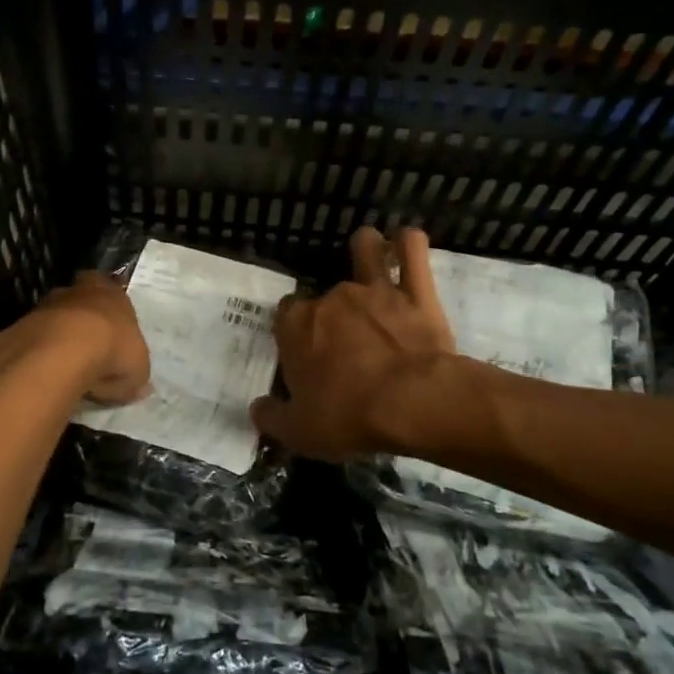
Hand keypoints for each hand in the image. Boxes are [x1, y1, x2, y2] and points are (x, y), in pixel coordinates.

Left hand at [0, 271, 149, 405]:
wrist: (61, 352)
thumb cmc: (111, 351)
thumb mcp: (137, 371)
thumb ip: (135, 375)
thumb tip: (138, 386)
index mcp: (111, 294)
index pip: (111, 290)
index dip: (111, 308)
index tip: (112, 328)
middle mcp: (77, 292)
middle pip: (79, 298)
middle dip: (82, 315)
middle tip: (88, 343)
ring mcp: (45, 306)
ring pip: (53, 317)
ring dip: (57, 335)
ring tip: (65, 366)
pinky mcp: (19, 326)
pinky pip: (32, 339)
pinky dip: (37, 353)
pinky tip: (43, 374)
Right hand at [252, 227, 457, 458]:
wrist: (413, 403)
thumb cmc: (348, 416)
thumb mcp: (299, 431)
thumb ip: (272, 417)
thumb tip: (257, 409)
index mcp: (296, 327)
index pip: (285, 314)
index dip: (293, 329)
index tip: (304, 350)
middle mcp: (331, 298)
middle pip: (324, 292)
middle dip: (331, 309)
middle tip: (344, 339)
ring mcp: (375, 290)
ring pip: (366, 250)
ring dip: (365, 249)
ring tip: (369, 256)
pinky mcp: (417, 292)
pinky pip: (414, 251)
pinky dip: (409, 243)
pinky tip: (406, 241)